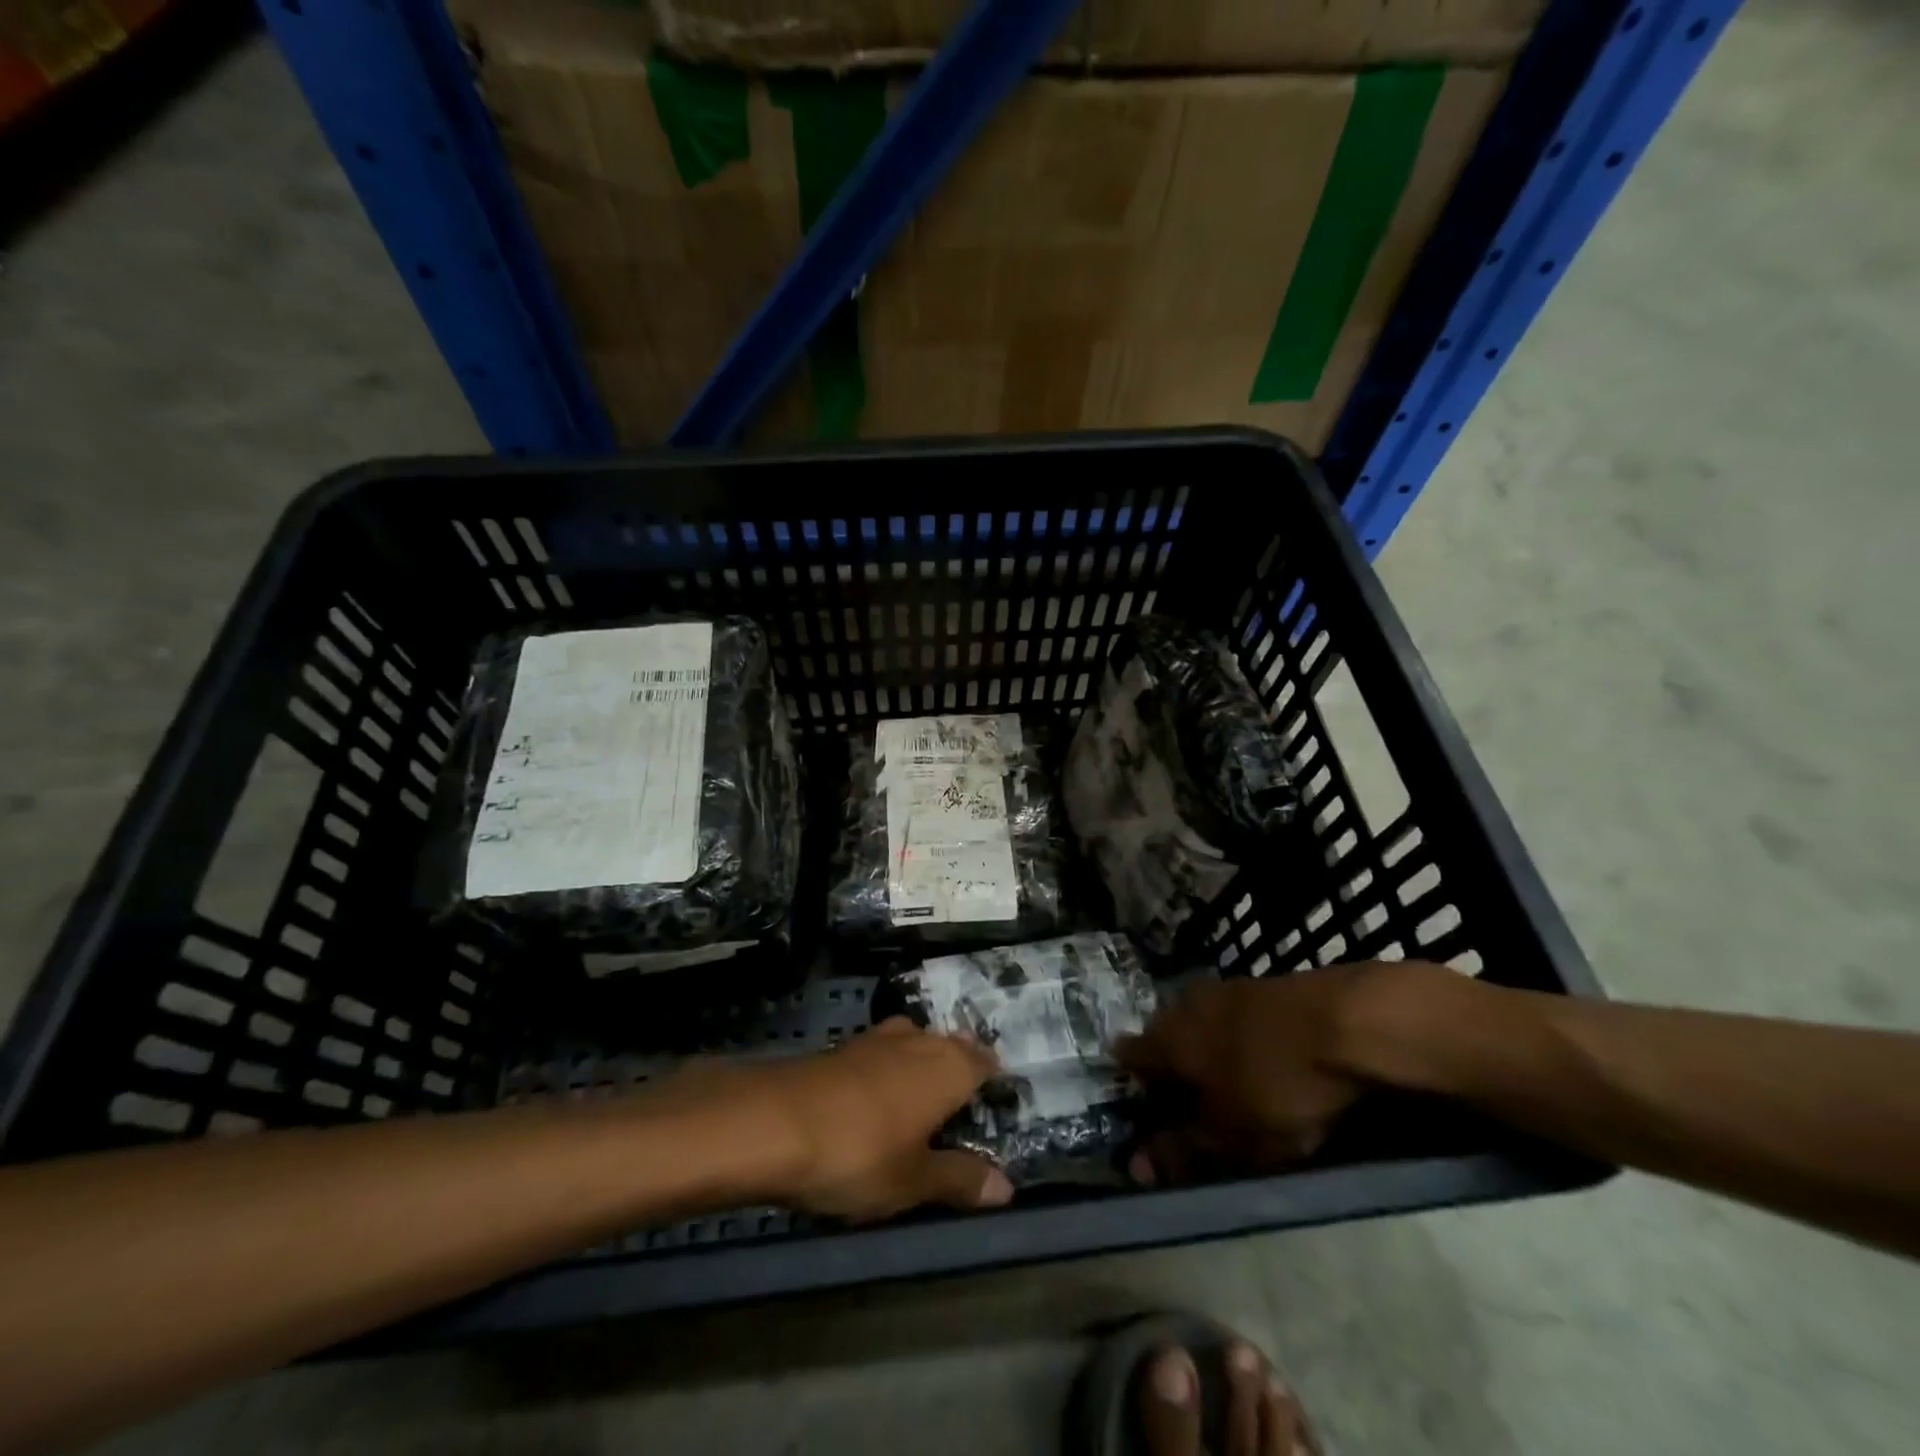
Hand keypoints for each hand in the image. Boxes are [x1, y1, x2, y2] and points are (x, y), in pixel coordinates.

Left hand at [738, 1018, 1013, 1220]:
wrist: (773, 1121)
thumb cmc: (859, 1152)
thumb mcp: (913, 1180)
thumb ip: (960, 1179)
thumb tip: (1007, 1187)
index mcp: (949, 1066)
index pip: (986, 1062)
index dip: (994, 1084)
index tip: (997, 1110)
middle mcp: (920, 1040)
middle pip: (952, 1048)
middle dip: (958, 1073)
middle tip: (960, 1116)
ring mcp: (878, 1038)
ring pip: (915, 1046)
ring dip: (921, 1070)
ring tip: (920, 1109)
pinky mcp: (844, 1047)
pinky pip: (882, 1054)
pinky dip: (887, 1073)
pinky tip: (876, 1102)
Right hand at [1115, 962, 1422, 1183]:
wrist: (1348, 1022)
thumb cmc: (1279, 1086)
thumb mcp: (1233, 1137)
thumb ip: (1184, 1150)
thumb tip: (1138, 1167)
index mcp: (1166, 1039)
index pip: (1128, 1056)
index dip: (1133, 1085)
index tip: (1146, 1111)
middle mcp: (1184, 1005)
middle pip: (1164, 1036)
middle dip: (1172, 1066)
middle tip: (1191, 1103)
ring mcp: (1224, 989)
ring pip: (1200, 1023)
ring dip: (1208, 1051)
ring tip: (1232, 1085)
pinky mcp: (1261, 986)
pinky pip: (1234, 1017)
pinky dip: (1239, 1039)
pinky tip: (1264, 1060)